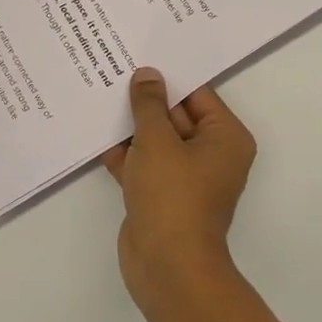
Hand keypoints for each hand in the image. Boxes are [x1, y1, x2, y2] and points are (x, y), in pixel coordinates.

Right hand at [102, 68, 255, 305]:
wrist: (167, 267)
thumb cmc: (172, 195)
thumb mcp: (157, 140)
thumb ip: (149, 105)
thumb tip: (147, 75)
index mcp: (225, 137)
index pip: (197, 94)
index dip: (168, 76)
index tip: (139, 55)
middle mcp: (211, 154)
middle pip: (176, 115)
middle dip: (145, 100)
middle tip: (113, 70)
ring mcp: (186, 177)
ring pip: (157, 140)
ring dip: (131, 126)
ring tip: (99, 95)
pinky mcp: (162, 195)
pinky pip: (144, 164)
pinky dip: (125, 153)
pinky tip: (96, 134)